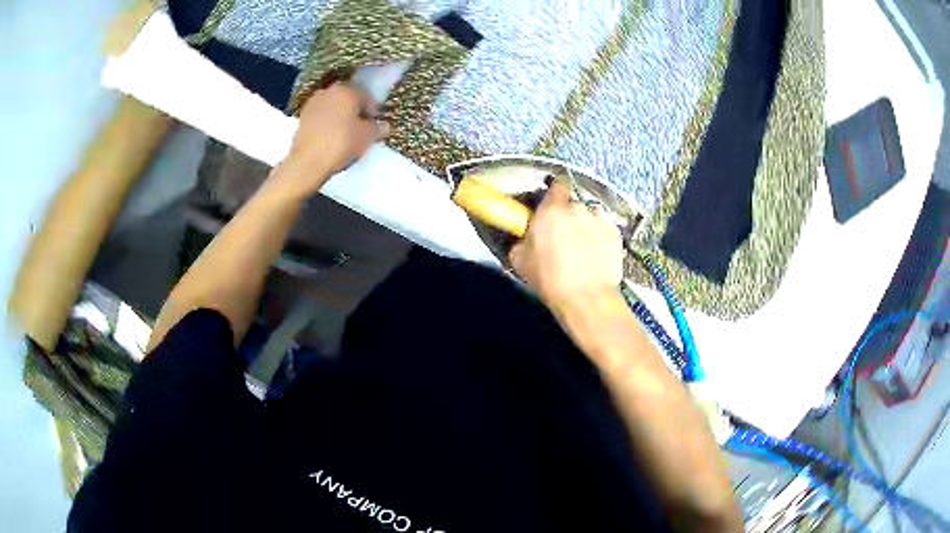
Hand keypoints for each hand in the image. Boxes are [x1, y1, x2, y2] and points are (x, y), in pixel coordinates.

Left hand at [273, 82, 389, 199]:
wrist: (307, 161)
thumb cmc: (341, 143)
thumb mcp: (367, 137)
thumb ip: (378, 128)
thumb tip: (383, 126)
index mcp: (347, 90)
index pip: (367, 97)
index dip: (373, 112)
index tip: (374, 126)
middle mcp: (329, 91)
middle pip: (348, 100)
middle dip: (355, 112)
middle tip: (360, 130)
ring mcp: (313, 103)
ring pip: (333, 107)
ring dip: (340, 117)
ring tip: (344, 135)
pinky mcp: (301, 117)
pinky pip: (321, 117)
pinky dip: (327, 124)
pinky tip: (330, 138)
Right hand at [509, 181, 624, 308]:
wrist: (586, 298)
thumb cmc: (548, 278)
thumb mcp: (520, 261)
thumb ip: (523, 241)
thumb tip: (526, 239)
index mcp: (551, 210)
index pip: (556, 185)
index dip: (554, 195)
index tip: (550, 208)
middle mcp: (578, 208)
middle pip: (573, 205)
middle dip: (568, 217)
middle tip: (562, 238)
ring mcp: (600, 220)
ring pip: (590, 219)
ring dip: (585, 229)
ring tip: (582, 252)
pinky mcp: (616, 235)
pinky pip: (605, 232)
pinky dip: (601, 241)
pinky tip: (596, 259)